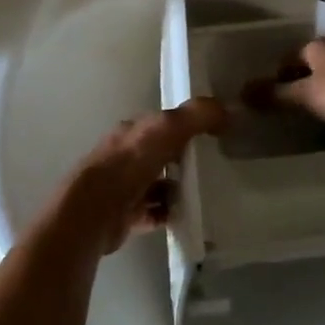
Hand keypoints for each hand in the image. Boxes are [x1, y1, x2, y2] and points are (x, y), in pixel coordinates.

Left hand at [55, 97, 227, 253]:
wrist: (95, 210)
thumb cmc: (129, 163)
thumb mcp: (167, 129)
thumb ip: (196, 116)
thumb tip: (229, 108)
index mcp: (132, 132)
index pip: (161, 124)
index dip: (185, 125)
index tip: (212, 133)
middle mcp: (125, 156)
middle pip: (160, 154)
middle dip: (182, 159)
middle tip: (213, 166)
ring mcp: (124, 187)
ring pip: (157, 184)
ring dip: (177, 188)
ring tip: (204, 193)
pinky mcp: (125, 216)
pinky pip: (154, 212)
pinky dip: (170, 213)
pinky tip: (187, 216)